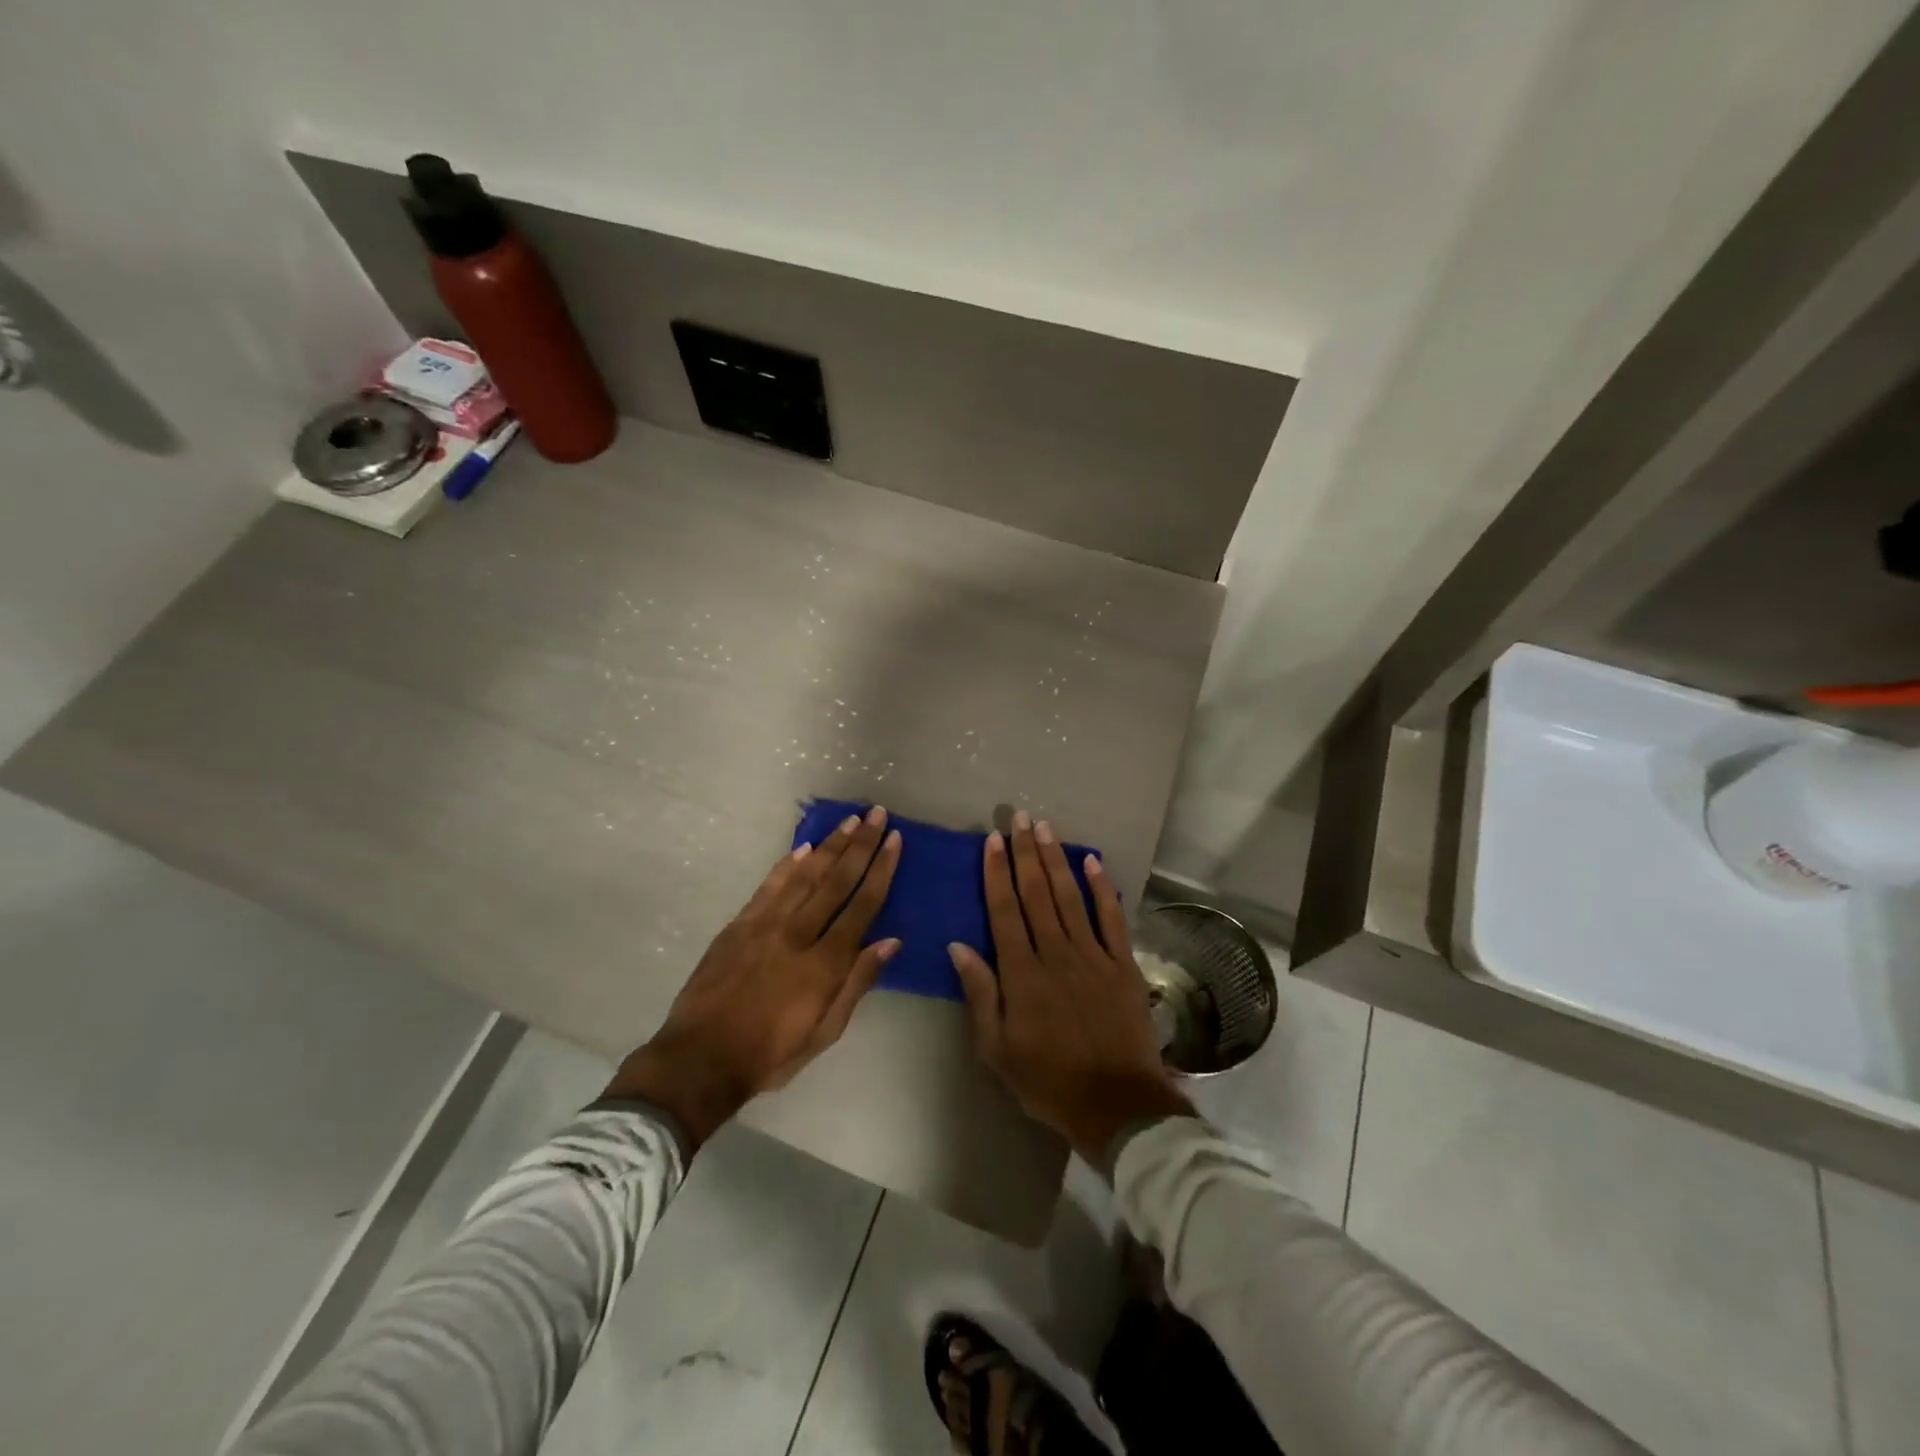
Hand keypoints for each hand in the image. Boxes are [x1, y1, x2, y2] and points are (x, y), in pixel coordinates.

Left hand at [604, 806, 902, 1148]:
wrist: (700, 1058)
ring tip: (850, 821)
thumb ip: (857, 983)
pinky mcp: (739, 925)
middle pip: (836, 880)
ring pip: (804, 875)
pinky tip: (803, 848)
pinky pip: (769, 886)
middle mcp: (798, 933)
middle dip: (860, 844)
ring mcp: (765, 925)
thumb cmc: (770, 1053)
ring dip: (830, 845)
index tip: (894, 840)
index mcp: (824, 963)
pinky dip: (787, 864)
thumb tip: (890, 941)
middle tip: (876, 813)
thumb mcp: (825, 1031)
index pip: (862, 905)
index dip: (881, 870)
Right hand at [948, 812, 1191, 1163]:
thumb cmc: (1047, 1081)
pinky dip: (1102, 888)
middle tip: (1017, 818)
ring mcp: (1093, 956)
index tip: (992, 842)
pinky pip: (1111, 918)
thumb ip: (980, 994)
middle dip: (1025, 853)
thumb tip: (959, 946)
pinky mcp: (1122, 964)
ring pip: (1069, 897)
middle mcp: (1056, 954)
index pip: (1004, 912)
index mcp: (1022, 974)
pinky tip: (1092, 861)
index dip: (997, 874)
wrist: (1116, 1105)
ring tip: (1044, 828)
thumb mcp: (997, 1049)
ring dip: (1055, 860)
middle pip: (1036, 894)